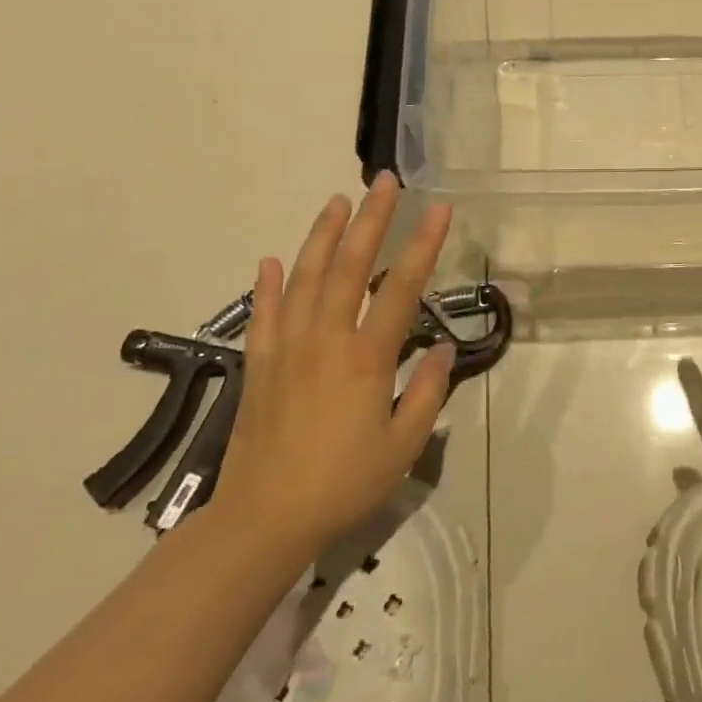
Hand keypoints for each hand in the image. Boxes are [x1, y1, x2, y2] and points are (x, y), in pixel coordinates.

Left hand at [210, 175, 456, 561]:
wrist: (263, 519)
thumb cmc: (343, 483)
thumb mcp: (403, 446)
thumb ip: (426, 393)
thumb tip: (441, 348)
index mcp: (366, 357)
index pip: (402, 287)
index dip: (424, 244)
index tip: (440, 207)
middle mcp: (326, 339)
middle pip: (350, 265)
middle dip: (372, 219)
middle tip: (386, 182)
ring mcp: (287, 348)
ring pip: (304, 277)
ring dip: (322, 235)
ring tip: (337, 201)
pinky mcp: (260, 364)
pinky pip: (264, 313)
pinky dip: (268, 283)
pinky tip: (272, 259)